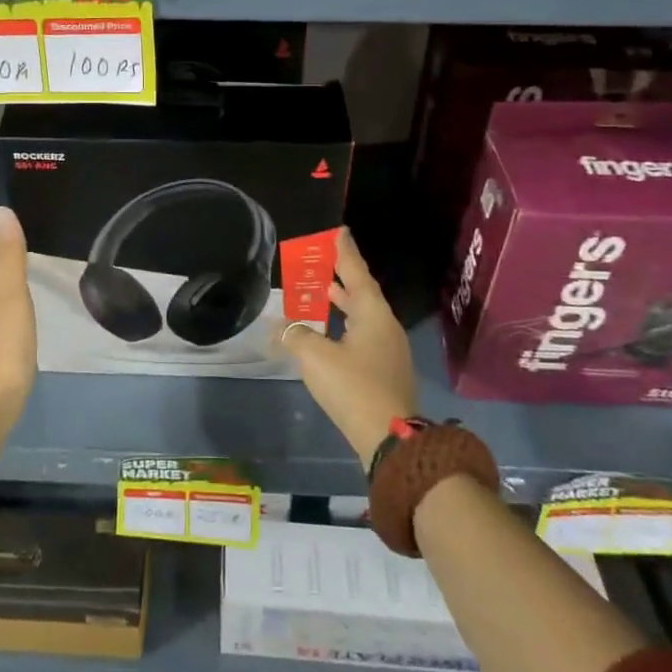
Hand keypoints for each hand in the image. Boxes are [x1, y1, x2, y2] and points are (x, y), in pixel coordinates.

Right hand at [280, 227, 418, 468]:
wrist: (391, 439)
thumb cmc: (353, 387)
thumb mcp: (316, 358)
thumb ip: (295, 336)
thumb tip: (280, 327)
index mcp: (373, 315)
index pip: (357, 273)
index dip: (345, 252)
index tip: (339, 231)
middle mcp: (385, 327)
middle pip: (363, 293)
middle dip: (342, 276)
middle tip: (324, 259)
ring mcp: (389, 351)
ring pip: (363, 316)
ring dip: (344, 302)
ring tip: (324, 290)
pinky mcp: (385, 372)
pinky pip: (363, 335)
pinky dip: (345, 325)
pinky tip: (330, 333)